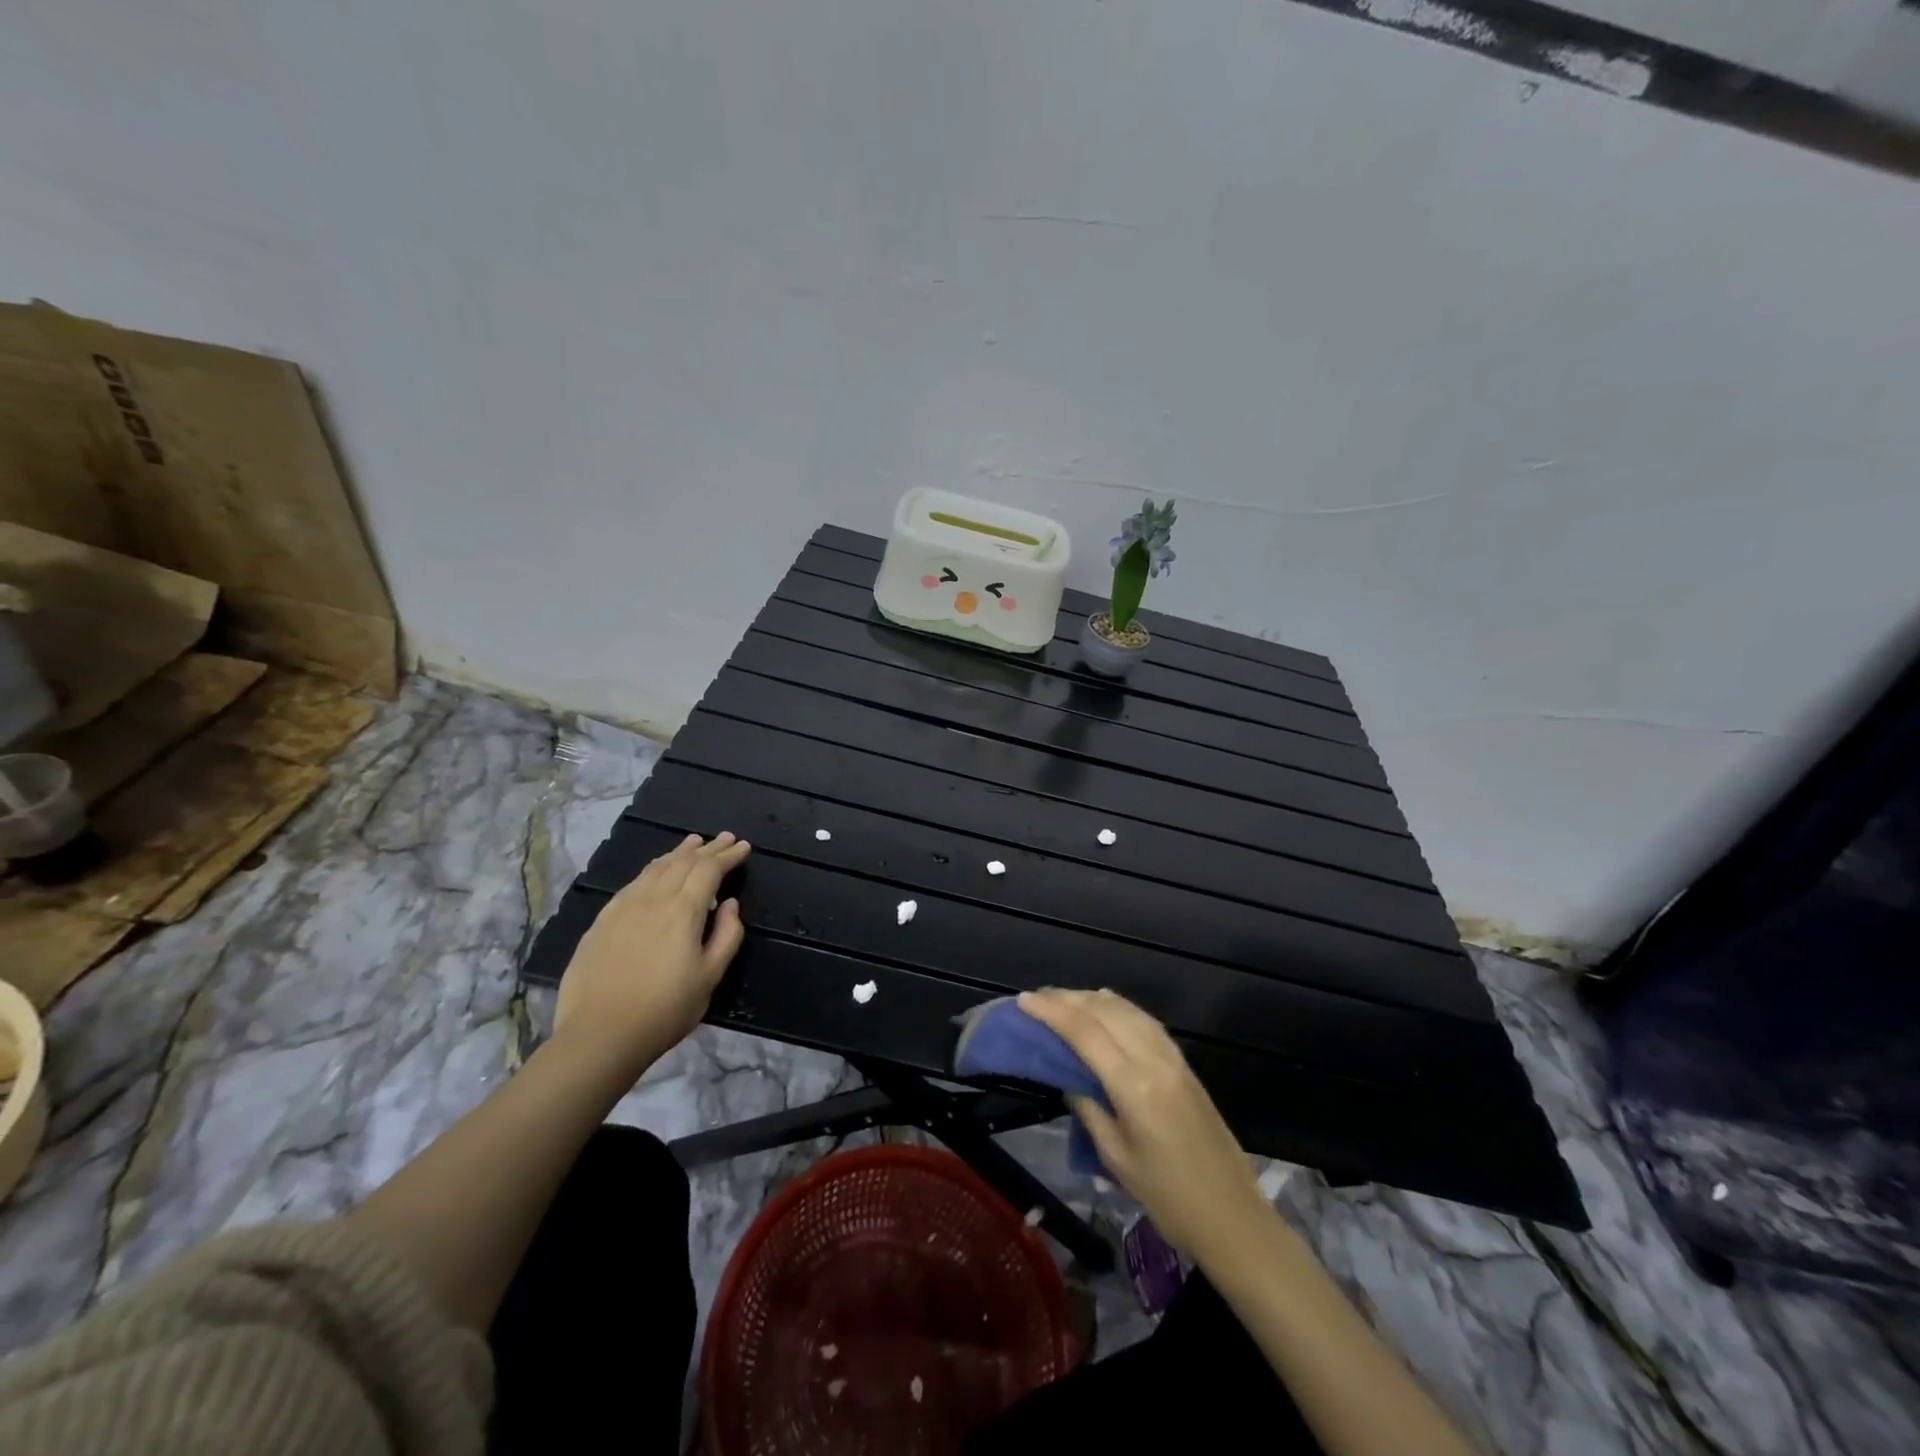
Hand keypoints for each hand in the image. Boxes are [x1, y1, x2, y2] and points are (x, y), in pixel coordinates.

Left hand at [553, 832, 750, 1074]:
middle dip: (708, 848)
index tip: (744, 846)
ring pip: (655, 868)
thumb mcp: (710, 977)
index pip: (709, 870)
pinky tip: (655, 871)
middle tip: (726, 837)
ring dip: (679, 853)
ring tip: (693, 843)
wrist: (600, 1035)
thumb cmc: (665, 1010)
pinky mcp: (602, 921)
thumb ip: (727, 935)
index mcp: (683, 911)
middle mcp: (653, 899)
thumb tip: (731, 905)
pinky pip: (633, 883)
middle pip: (683, 863)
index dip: (728, 856)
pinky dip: (652, 869)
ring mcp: (623, 908)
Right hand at [1019, 988, 1266, 1259]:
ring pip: (1127, 1011)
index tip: (1024, 1001)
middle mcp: (1155, 1062)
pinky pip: (1146, 1021)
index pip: (1085, 1033)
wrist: (1234, 1217)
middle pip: (1105, 1013)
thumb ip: (1090, 1109)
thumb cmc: (1168, 1198)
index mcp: (1134, 1087)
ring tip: (1064, 997)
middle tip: (1037, 997)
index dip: (1052, 1012)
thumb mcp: (1117, 1159)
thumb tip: (1069, 1078)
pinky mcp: (1185, 1065)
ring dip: (1092, 999)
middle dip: (1068, 999)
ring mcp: (1174, 1060)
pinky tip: (1107, 1004)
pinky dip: (1121, 1007)